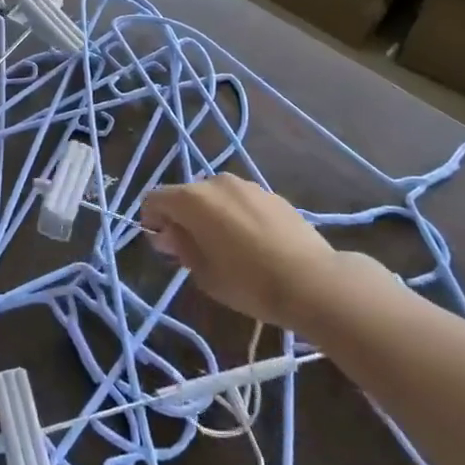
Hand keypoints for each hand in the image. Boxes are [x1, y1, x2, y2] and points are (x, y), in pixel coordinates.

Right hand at [140, 174, 341, 329]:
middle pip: (186, 195)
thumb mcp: (204, 273)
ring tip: (225, 246)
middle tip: (192, 249)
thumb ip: (181, 248)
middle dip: (182, 217)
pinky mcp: (272, 194)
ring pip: (216, 196)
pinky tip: (252, 243)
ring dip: (210, 215)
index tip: (162, 245)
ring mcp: (247, 185)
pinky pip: (241, 201)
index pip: (155, 198)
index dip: (151, 220)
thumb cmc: (248, 282)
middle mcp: (216, 182)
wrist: (313, 281)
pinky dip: (236, 215)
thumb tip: (168, 234)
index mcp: (192, 199)